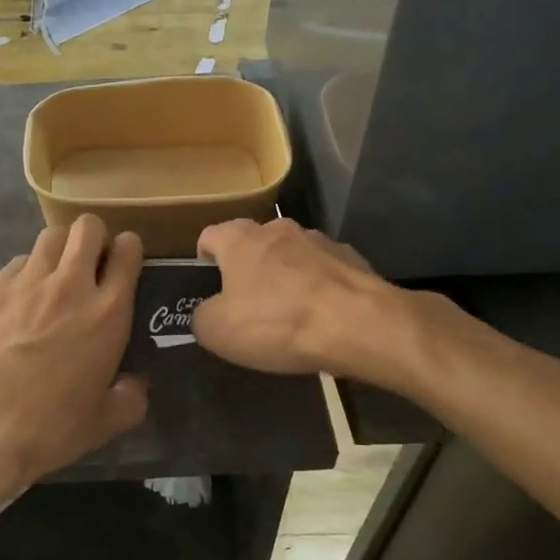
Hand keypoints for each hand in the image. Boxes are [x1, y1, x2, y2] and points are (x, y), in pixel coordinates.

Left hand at [0, 215, 148, 495]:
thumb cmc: (49, 427)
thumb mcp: (104, 423)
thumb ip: (130, 398)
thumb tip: (136, 384)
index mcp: (107, 312)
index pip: (128, 252)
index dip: (128, 251)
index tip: (123, 264)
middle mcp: (70, 284)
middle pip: (88, 227)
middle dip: (94, 237)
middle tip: (89, 264)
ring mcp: (26, 280)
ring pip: (51, 236)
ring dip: (60, 249)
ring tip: (53, 275)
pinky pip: (16, 263)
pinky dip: (24, 273)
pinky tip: (17, 302)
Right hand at [192, 218, 393, 377]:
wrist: (358, 324)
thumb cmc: (276, 322)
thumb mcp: (217, 331)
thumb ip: (201, 316)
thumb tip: (207, 313)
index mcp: (239, 239)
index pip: (210, 236)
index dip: (204, 260)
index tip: (207, 285)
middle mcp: (278, 228)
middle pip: (253, 243)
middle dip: (248, 268)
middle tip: (247, 304)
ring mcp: (320, 240)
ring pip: (292, 255)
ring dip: (286, 276)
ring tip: (290, 313)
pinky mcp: (353, 258)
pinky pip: (325, 271)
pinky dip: (319, 288)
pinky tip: (323, 317)